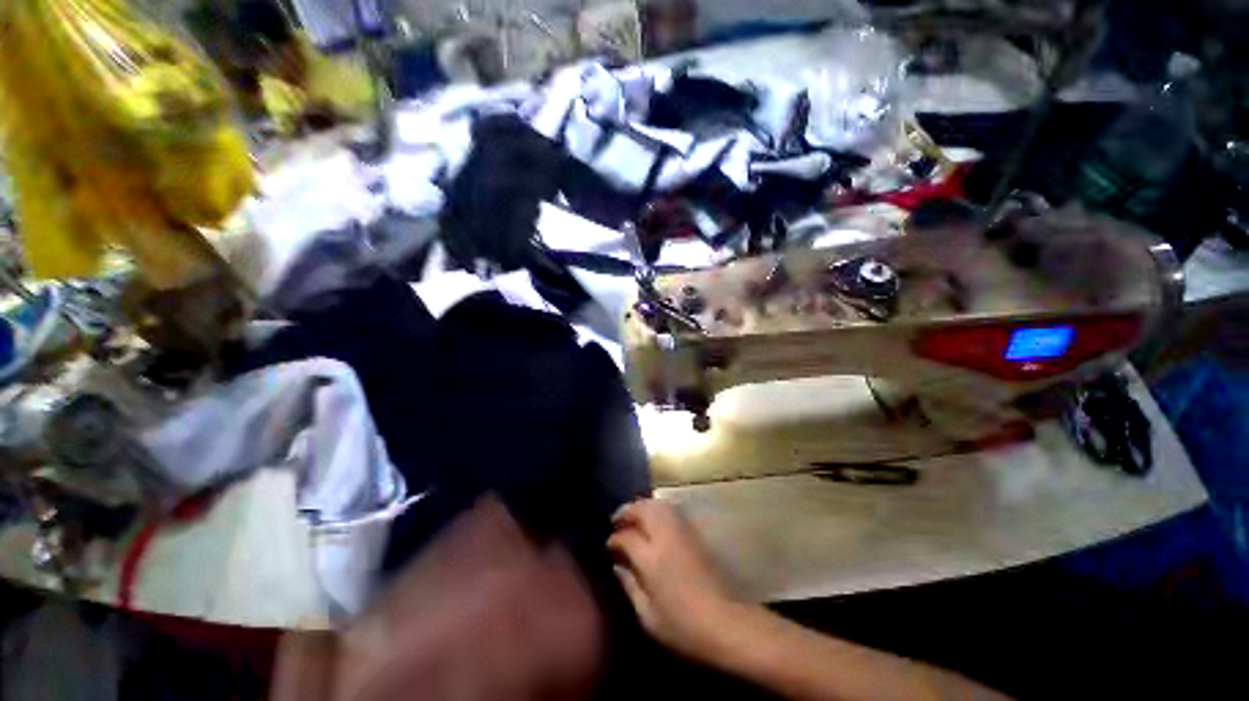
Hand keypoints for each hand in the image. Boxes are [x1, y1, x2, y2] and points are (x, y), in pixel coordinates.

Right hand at [607, 499, 739, 660]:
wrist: (725, 622)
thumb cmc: (682, 626)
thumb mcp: (647, 615)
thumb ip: (629, 585)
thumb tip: (617, 565)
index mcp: (651, 558)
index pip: (626, 537)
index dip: (614, 539)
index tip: (608, 546)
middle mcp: (665, 537)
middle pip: (643, 510)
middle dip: (627, 511)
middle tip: (616, 521)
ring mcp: (682, 531)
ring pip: (658, 505)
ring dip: (642, 506)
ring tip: (633, 517)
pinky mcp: (694, 533)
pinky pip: (671, 510)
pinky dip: (657, 509)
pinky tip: (653, 521)